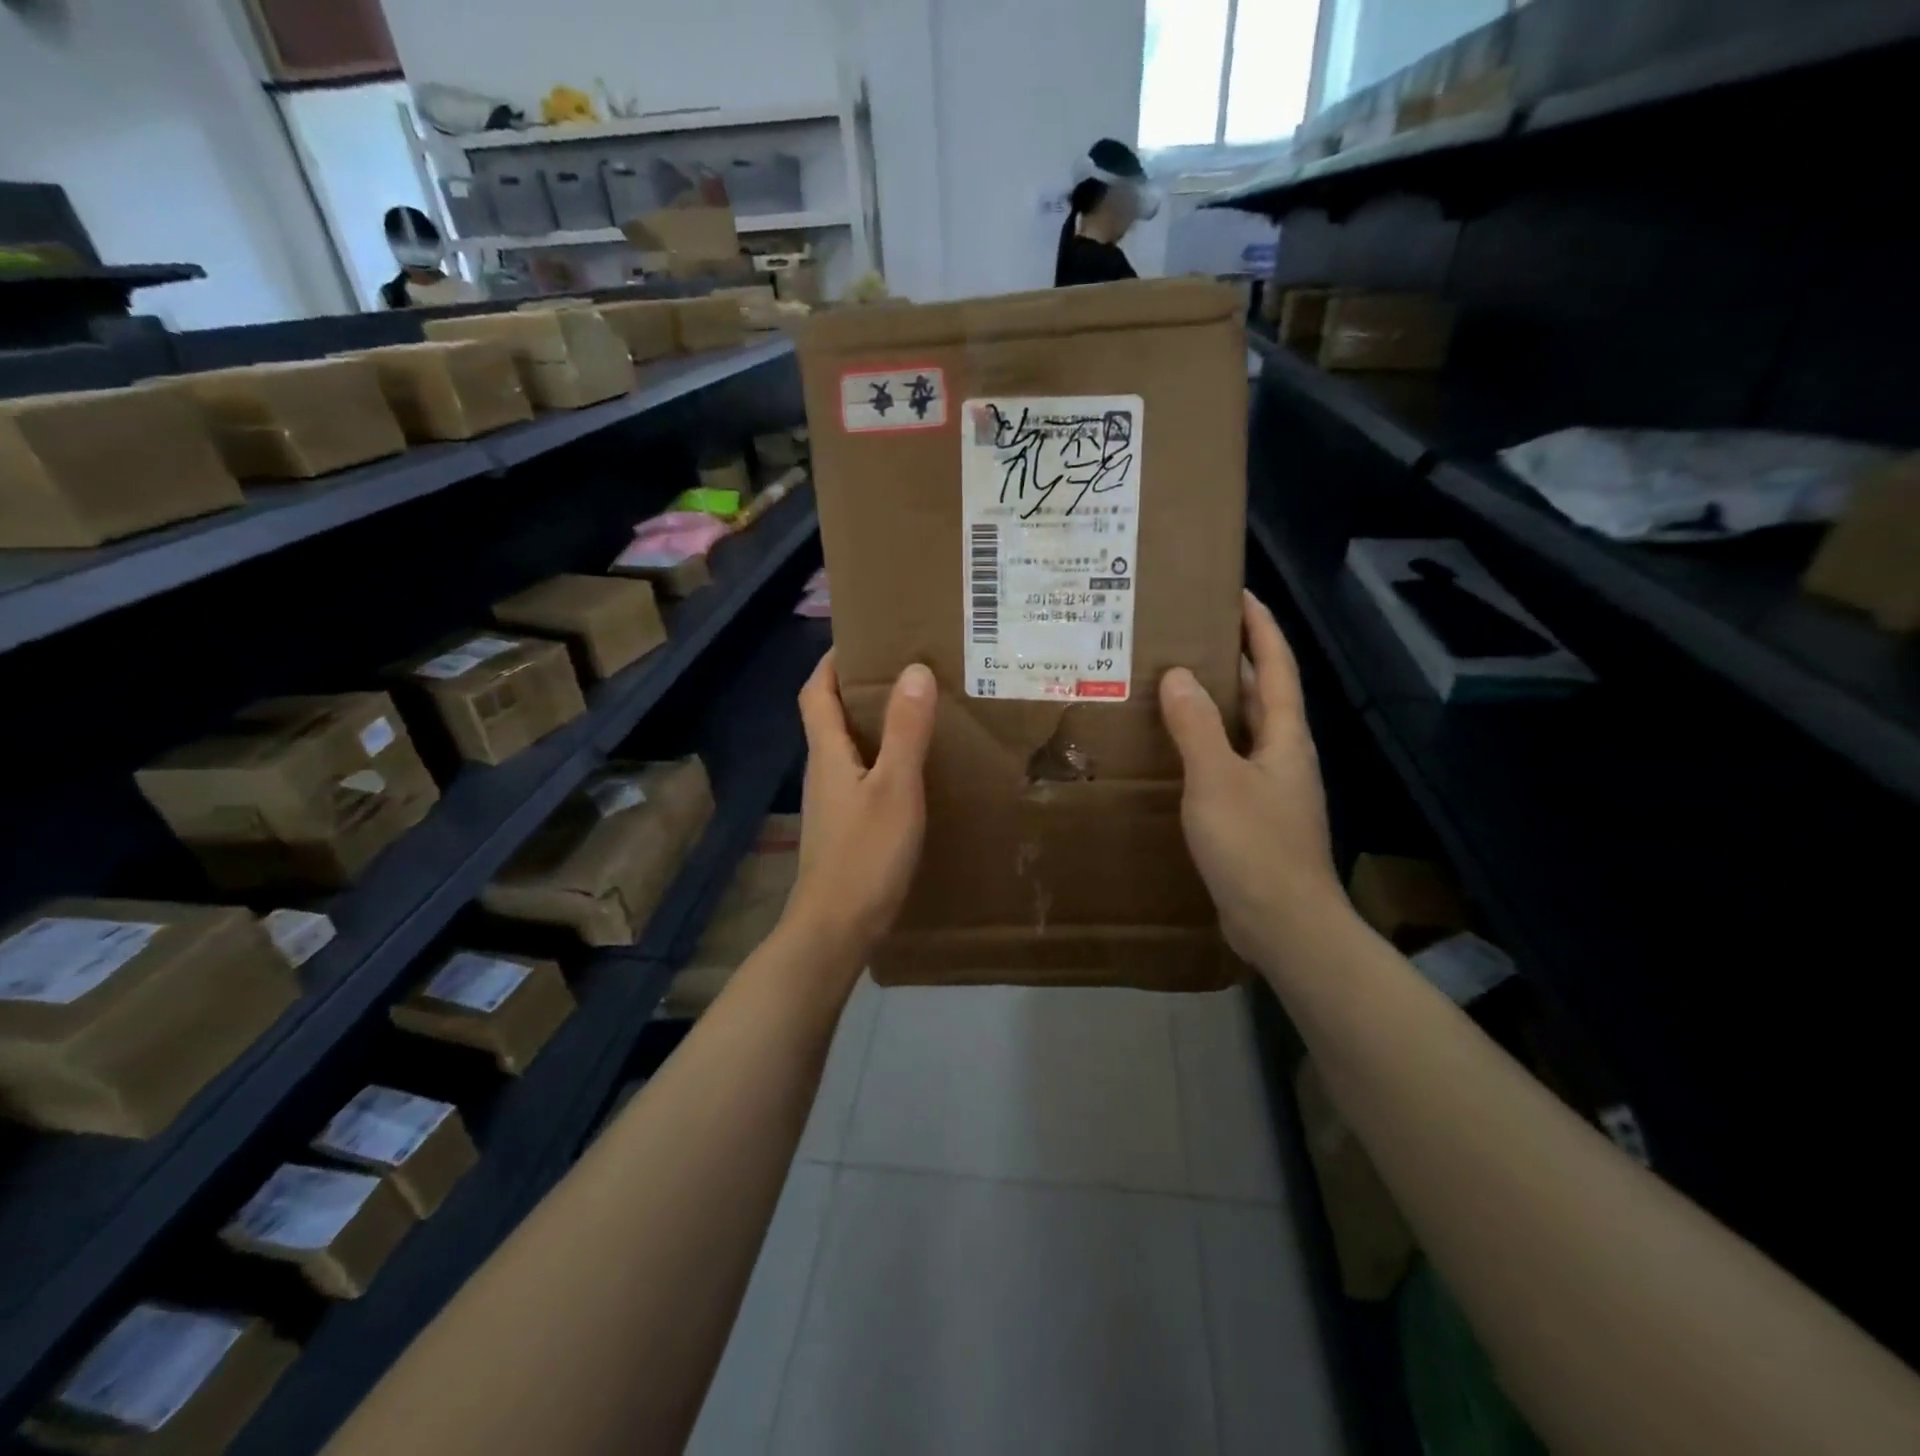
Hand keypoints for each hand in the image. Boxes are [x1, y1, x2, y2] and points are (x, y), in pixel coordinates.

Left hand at [782, 651, 936, 975]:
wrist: (837, 928)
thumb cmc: (865, 855)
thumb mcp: (895, 788)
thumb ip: (906, 731)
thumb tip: (913, 669)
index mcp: (827, 753)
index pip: (815, 693)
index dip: (831, 662)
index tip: (862, 639)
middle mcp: (823, 771)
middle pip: (830, 717)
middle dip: (859, 688)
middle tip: (905, 670)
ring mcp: (832, 803)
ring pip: (848, 748)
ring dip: (874, 724)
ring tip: (917, 712)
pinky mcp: (845, 828)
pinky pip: (862, 777)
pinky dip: (883, 759)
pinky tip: (912, 770)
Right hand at [1159, 591, 1345, 974]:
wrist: (1284, 925)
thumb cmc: (1255, 846)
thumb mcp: (1217, 779)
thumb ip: (1197, 726)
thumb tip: (1180, 675)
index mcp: (1285, 737)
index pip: (1277, 666)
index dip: (1260, 627)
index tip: (1237, 593)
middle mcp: (1284, 755)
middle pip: (1262, 695)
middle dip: (1234, 660)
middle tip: (1189, 636)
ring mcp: (1271, 788)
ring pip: (1242, 731)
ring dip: (1216, 705)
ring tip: (1172, 686)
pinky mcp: (1255, 817)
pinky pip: (1228, 764)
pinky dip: (1205, 746)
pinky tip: (1174, 752)